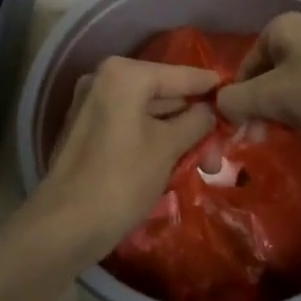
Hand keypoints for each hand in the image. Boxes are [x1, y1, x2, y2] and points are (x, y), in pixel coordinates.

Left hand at [30, 56, 217, 262]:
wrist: (64, 225)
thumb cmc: (122, 179)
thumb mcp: (168, 147)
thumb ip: (196, 121)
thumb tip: (210, 110)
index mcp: (124, 74)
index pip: (180, 75)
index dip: (210, 86)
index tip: (236, 92)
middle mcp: (104, 79)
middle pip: (163, 95)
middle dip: (194, 121)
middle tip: (221, 148)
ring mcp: (91, 105)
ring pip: (147, 113)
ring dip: (176, 135)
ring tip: (205, 163)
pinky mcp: (86, 131)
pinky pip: (129, 126)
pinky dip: (152, 140)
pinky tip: (175, 162)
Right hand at [216, 12, 300, 136]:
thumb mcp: (270, 97)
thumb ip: (235, 101)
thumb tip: (218, 108)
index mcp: (278, 29)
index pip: (243, 68)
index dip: (238, 101)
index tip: (241, 132)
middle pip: (266, 77)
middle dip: (260, 108)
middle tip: (260, 137)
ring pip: (290, 87)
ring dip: (283, 112)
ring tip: (286, 135)